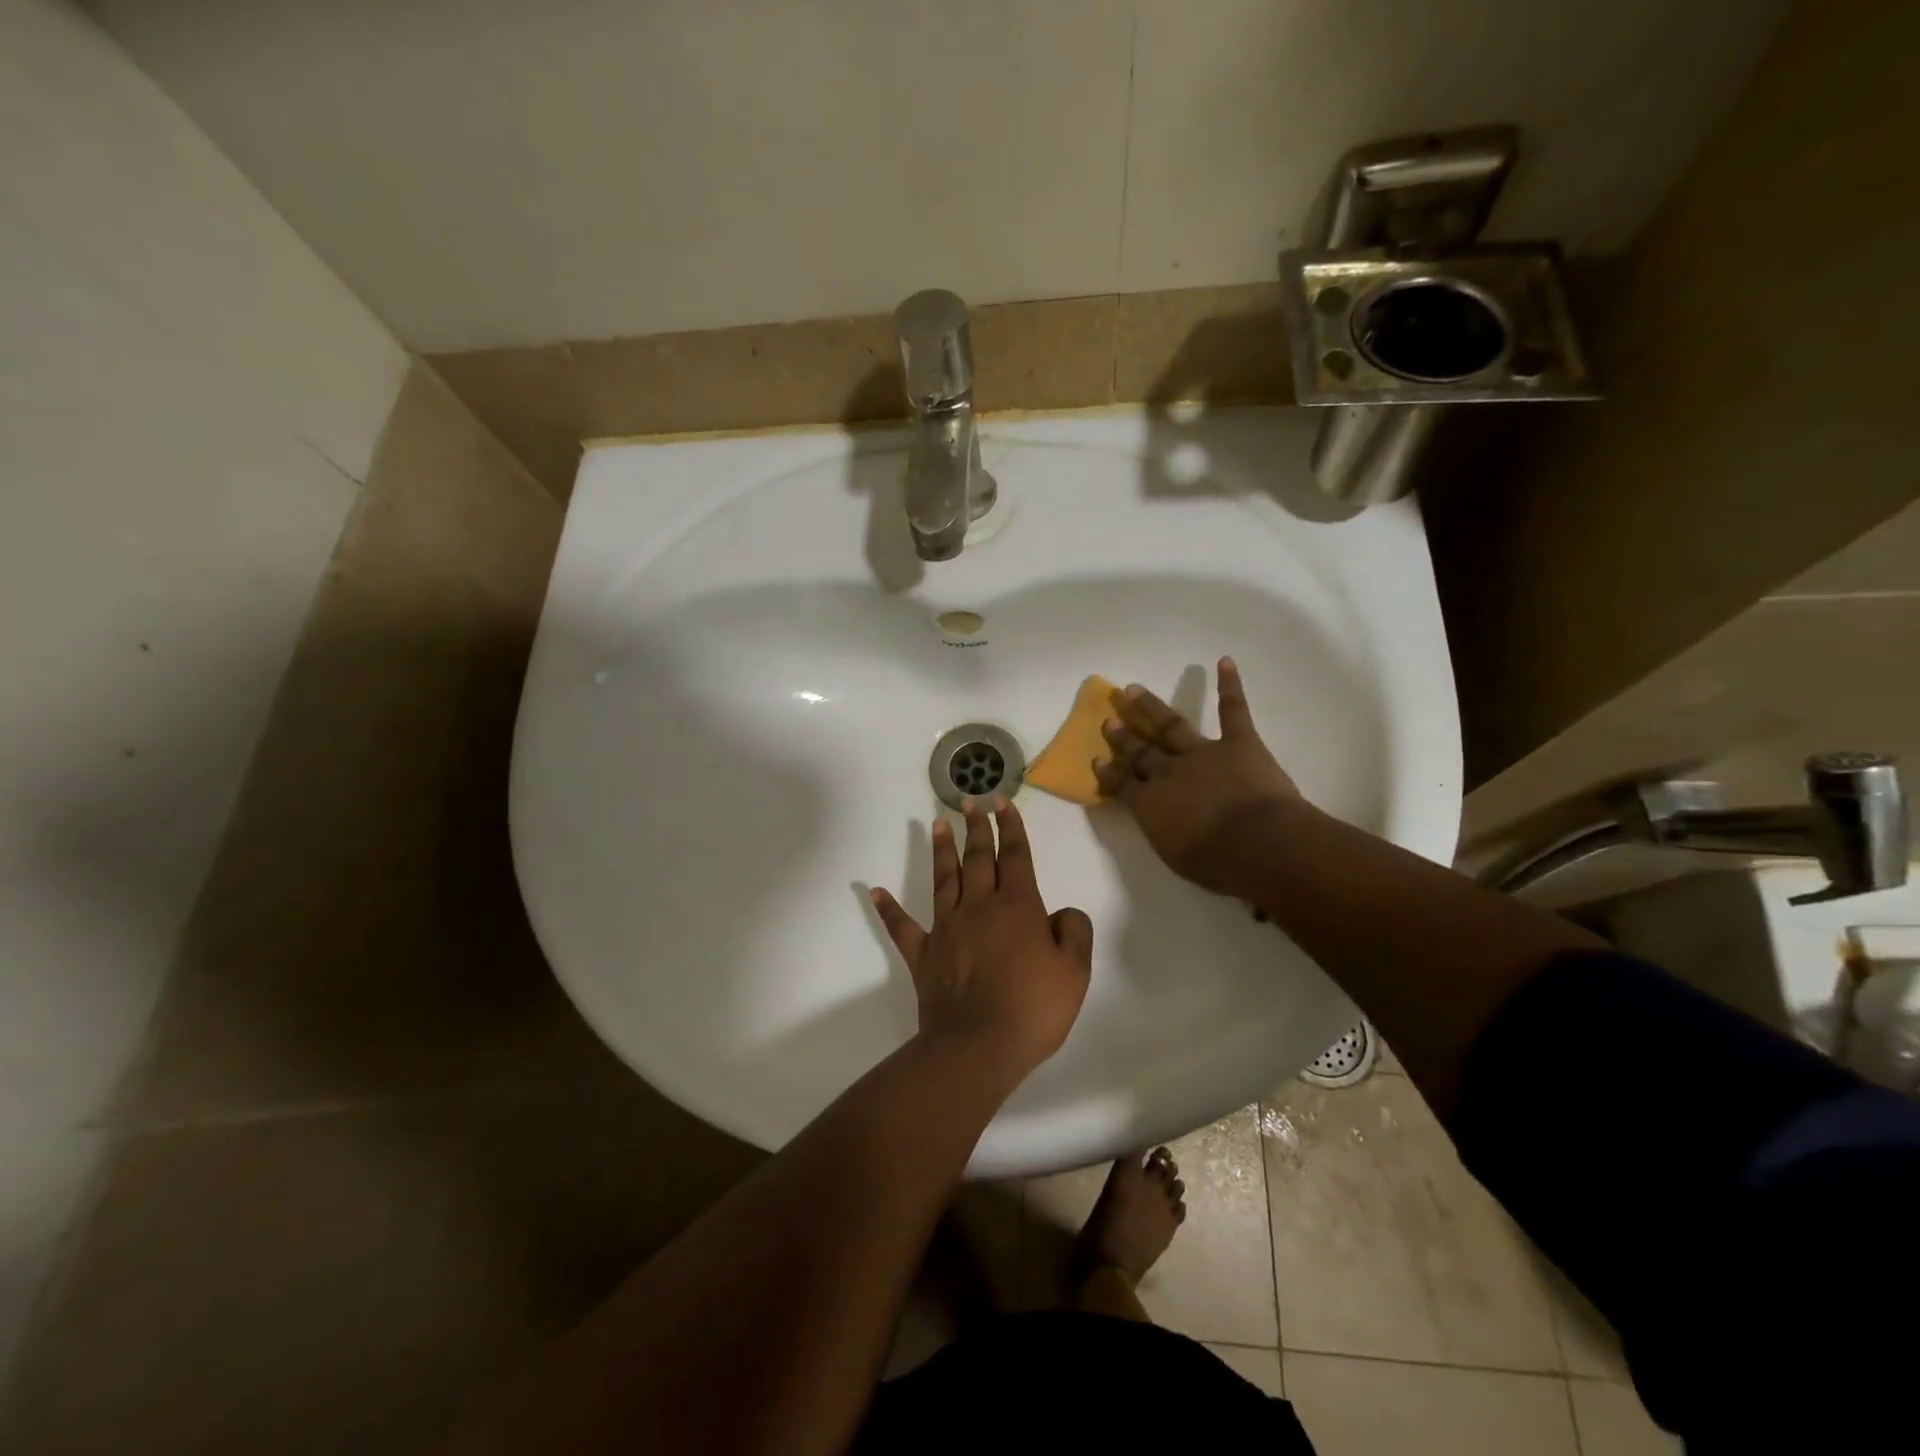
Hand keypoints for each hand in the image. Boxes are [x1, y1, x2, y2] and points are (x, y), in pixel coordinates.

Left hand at [870, 798, 1093, 1079]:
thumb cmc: (1032, 1009)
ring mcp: (947, 928)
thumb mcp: (1075, 972)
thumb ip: (1074, 932)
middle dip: (977, 827)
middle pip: (978, 858)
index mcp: (1017, 907)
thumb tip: (1061, 912)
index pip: (1015, 856)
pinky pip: (902, 927)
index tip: (1003, 802)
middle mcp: (979, 907)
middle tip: (971, 800)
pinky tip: (875, 891)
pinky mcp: (923, 954)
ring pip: (944, 879)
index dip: (1011, 827)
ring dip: (942, 850)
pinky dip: (888, 909)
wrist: (978, 1046)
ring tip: (938, 823)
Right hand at [1094, 657, 1299, 895]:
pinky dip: (1230, 686)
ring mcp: (1203, 753)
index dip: (1108, 774)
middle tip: (1108, 720)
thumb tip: (1163, 824)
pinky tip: (1224, 662)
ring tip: (1132, 689)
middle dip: (1123, 737)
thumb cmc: (1217, 861)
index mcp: (1151, 804)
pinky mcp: (1239, 743)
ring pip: (1171, 725)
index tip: (1096, 760)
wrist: (1258, 842)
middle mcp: (1169, 772)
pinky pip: (1233, 711)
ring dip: (1151, 707)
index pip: (1122, 785)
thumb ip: (1165, 834)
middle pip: (1140, 752)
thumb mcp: (1176, 856)